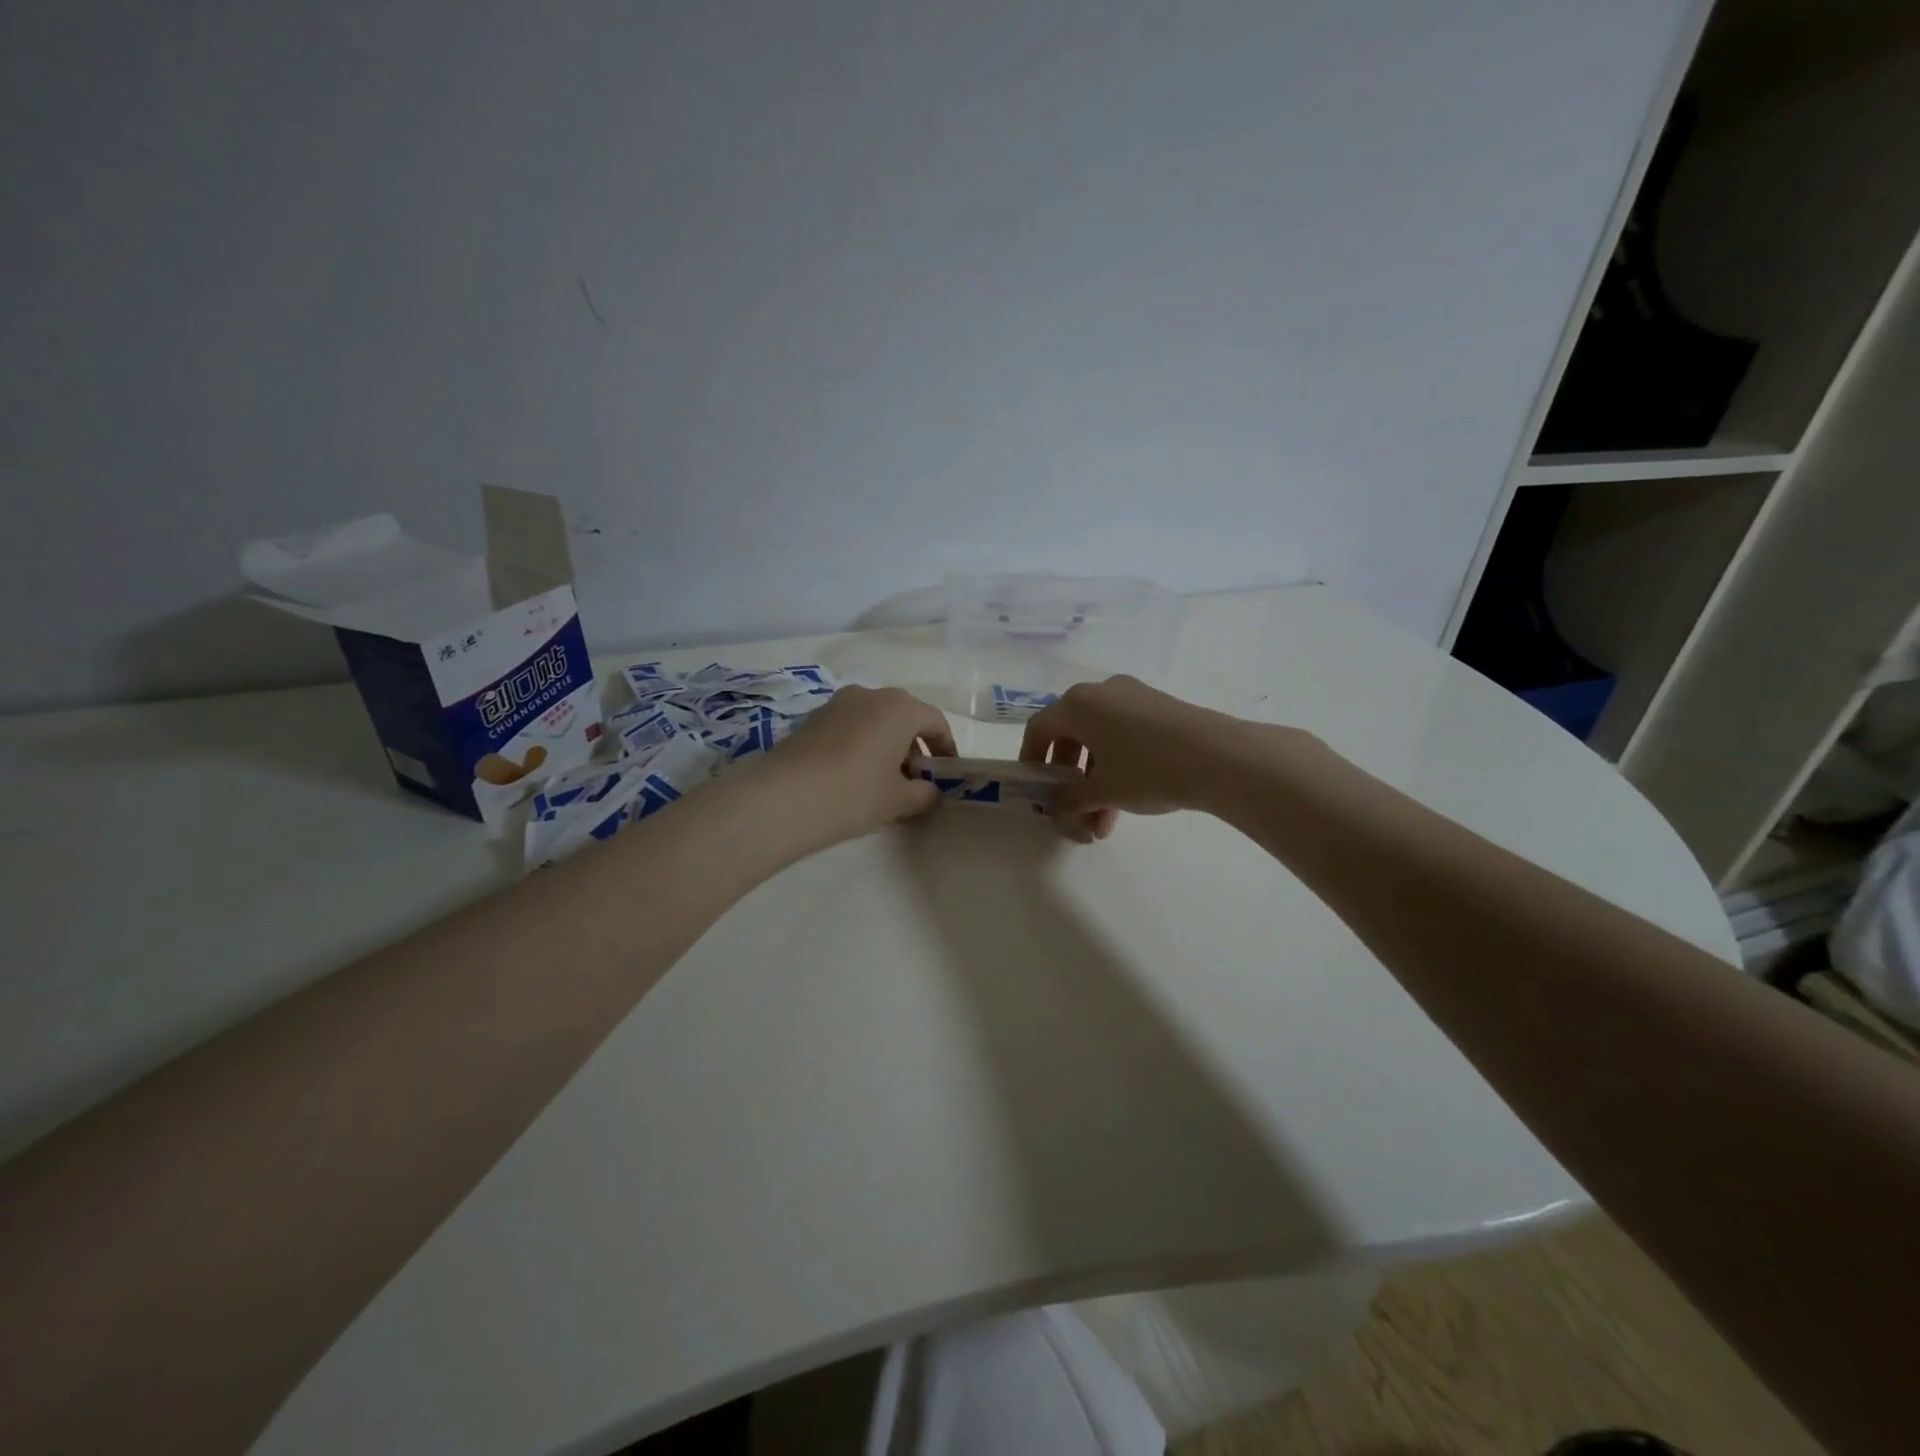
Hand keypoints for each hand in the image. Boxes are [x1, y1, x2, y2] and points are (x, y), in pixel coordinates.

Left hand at [764, 685, 957, 846]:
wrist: (782, 797)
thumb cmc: (854, 793)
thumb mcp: (898, 800)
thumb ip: (924, 794)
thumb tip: (932, 792)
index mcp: (900, 707)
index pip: (934, 721)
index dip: (945, 747)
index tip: (945, 773)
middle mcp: (870, 695)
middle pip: (903, 716)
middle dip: (914, 746)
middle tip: (915, 779)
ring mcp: (837, 703)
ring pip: (874, 720)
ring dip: (885, 744)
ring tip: (883, 780)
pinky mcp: (812, 718)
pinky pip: (849, 727)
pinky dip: (860, 745)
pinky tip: (853, 776)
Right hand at [1019, 676, 1247, 841]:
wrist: (1219, 757)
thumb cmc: (1147, 770)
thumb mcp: (1103, 791)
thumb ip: (1071, 801)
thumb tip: (1058, 811)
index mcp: (1077, 704)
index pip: (1040, 728)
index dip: (1031, 759)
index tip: (1035, 787)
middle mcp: (1101, 692)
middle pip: (1071, 733)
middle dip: (1070, 777)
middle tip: (1074, 808)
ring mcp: (1133, 695)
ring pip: (1100, 737)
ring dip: (1096, 778)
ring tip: (1105, 821)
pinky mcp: (1160, 706)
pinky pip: (1124, 733)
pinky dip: (1118, 763)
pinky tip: (1130, 799)